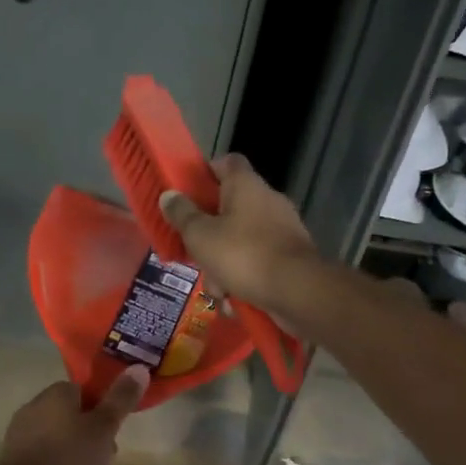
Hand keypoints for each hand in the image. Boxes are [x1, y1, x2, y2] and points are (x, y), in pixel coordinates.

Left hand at [0, 368, 149, 464]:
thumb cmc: (68, 460)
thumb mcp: (103, 429)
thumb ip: (122, 399)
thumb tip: (139, 366)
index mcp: (55, 395)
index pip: (86, 394)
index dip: (105, 415)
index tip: (113, 437)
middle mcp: (36, 412)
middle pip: (80, 428)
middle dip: (99, 455)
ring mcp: (24, 442)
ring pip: (69, 455)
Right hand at [159, 154, 319, 313]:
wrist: (297, 290)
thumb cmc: (242, 254)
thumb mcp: (200, 235)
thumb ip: (182, 214)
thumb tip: (168, 195)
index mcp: (246, 185)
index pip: (226, 162)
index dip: (205, 173)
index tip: (187, 193)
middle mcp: (267, 201)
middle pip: (229, 209)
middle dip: (209, 237)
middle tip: (195, 255)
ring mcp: (282, 229)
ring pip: (241, 242)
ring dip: (224, 267)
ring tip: (217, 291)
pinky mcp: (291, 257)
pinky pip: (258, 263)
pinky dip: (245, 281)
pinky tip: (236, 302)